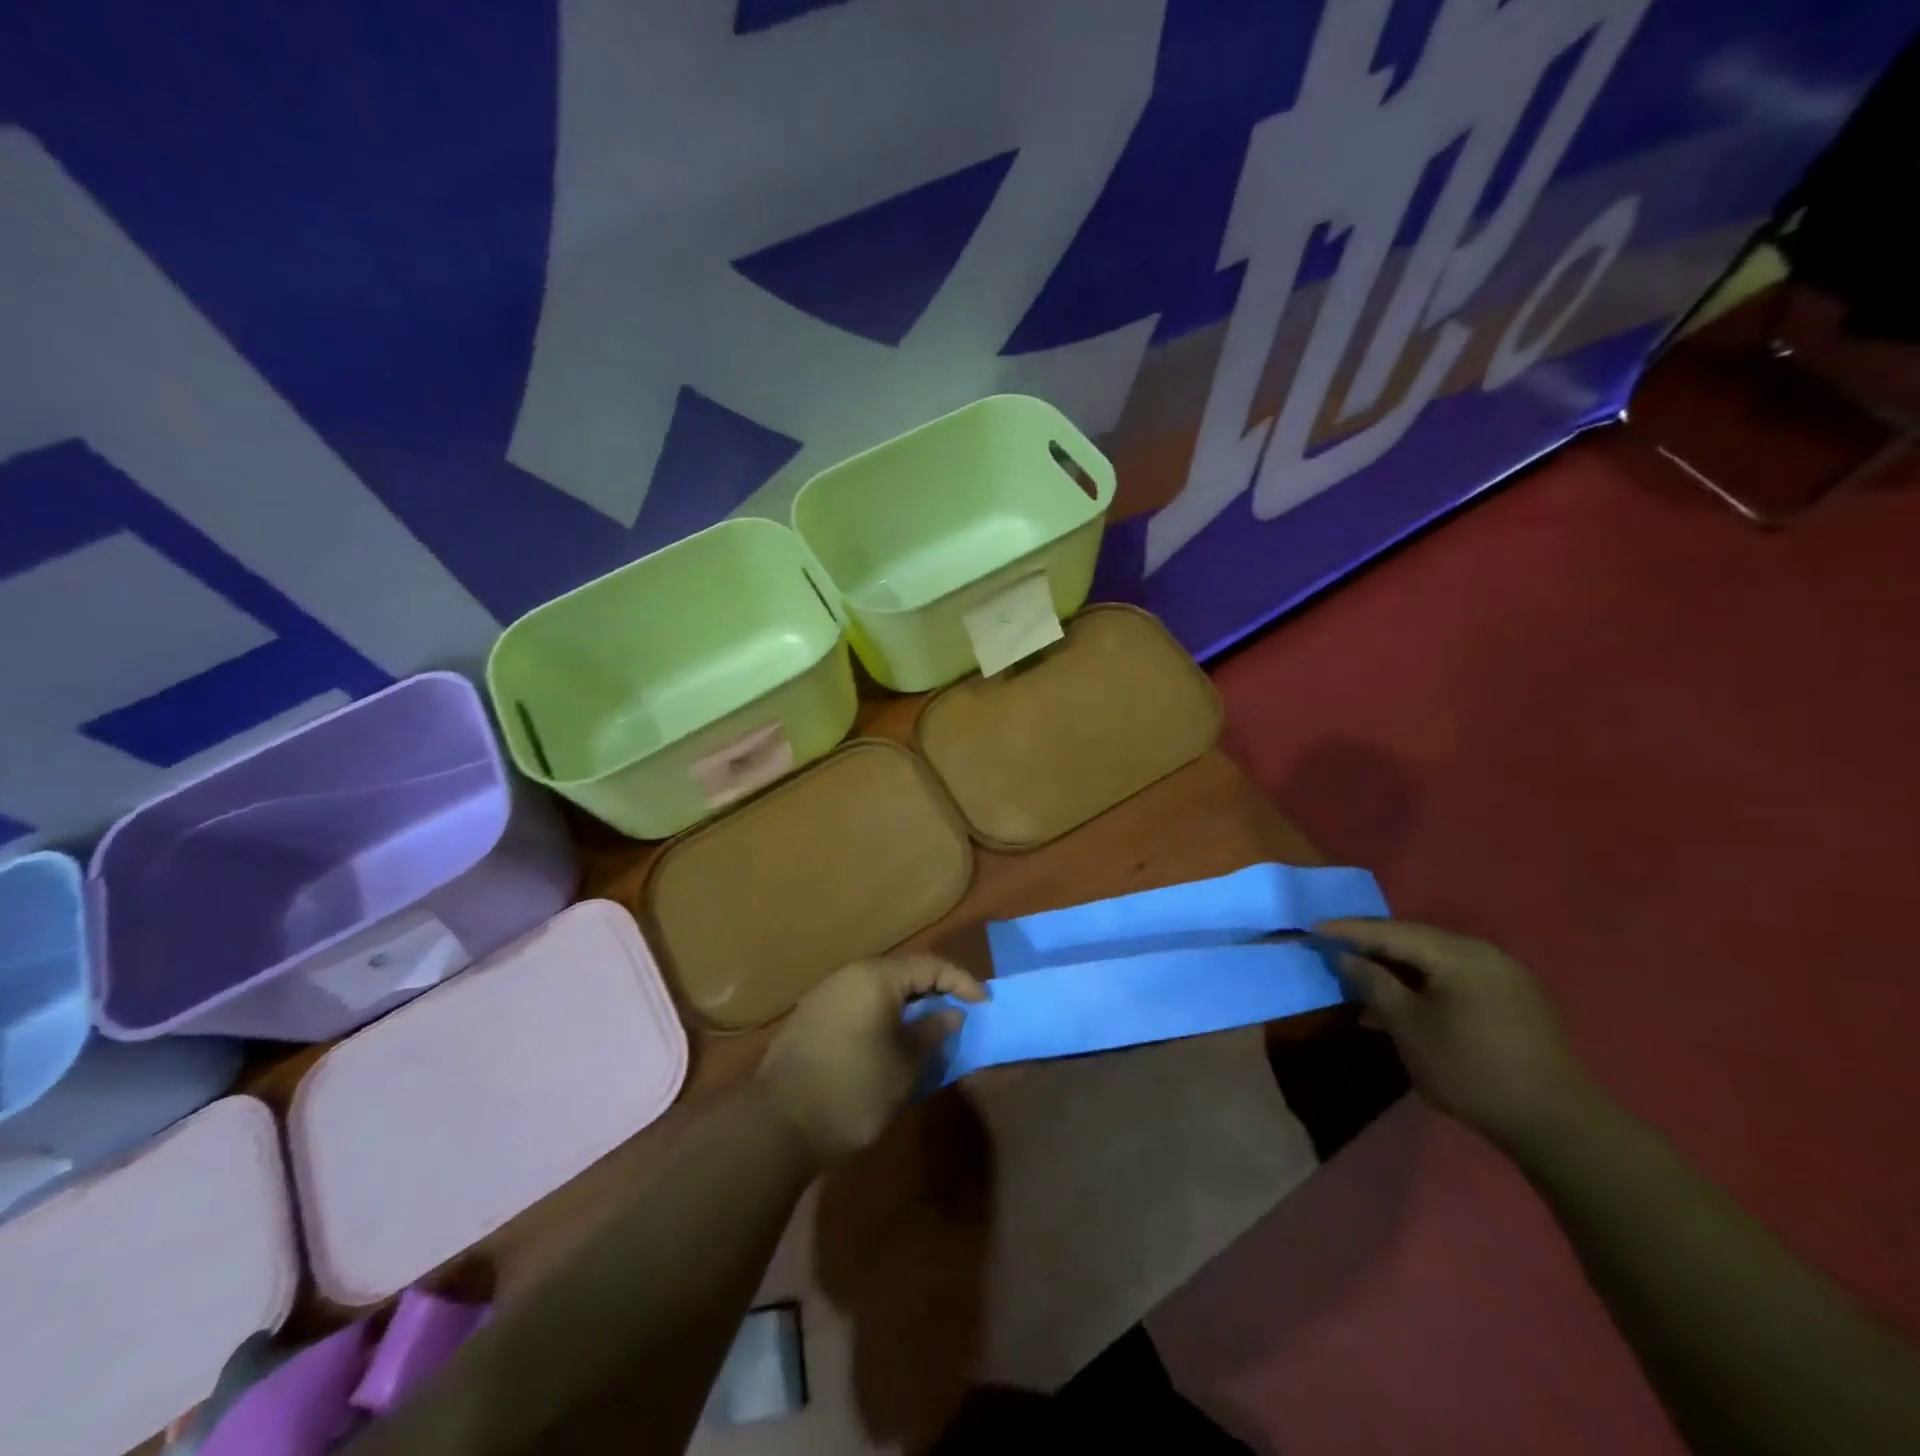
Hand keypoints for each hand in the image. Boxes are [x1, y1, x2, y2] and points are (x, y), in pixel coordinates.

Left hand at [755, 955, 985, 1163]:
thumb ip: (932, 1032)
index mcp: (875, 978)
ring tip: (926, 1028)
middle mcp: (848, 975)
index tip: (983, 1003)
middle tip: (957, 1012)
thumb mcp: (904, 1066)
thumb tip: (950, 1013)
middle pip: (901, 972)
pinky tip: (888, 1039)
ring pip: (877, 988)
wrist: (779, 1124)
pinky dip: (881, 1014)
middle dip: (933, 990)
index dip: (961, 981)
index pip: (929, 965)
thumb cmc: (853, 1090)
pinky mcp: (810, 1017)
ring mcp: (825, 994)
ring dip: (906, 1003)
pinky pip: (857, 1003)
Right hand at [1316, 918, 1596, 1151]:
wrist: (1555, 1123)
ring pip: (1434, 962)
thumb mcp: (1409, 1027)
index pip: (1390, 931)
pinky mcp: (1513, 1000)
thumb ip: (1374, 985)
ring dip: (1397, 971)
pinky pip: (1455, 979)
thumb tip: (1347, 958)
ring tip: (1363, 988)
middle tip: (1335, 952)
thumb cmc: (1470, 1069)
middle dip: (1372, 948)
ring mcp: (1502, 976)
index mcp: (1457, 955)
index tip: (1313, 929)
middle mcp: (1482, 954)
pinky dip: (1423, 986)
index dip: (1349, 931)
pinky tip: (1404, 1009)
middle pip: (1414, 941)